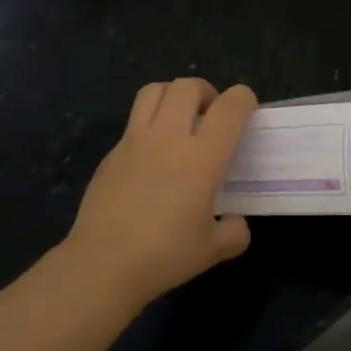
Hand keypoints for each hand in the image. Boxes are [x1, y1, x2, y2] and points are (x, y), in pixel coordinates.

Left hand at [63, 78, 257, 304]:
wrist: (103, 263)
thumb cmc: (164, 255)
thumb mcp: (213, 251)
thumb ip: (234, 232)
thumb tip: (235, 222)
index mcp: (201, 157)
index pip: (229, 108)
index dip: (244, 99)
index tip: (247, 110)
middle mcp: (168, 138)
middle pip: (187, 86)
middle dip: (206, 91)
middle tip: (211, 116)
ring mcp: (134, 141)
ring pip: (154, 91)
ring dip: (173, 95)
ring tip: (180, 120)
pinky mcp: (111, 153)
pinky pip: (134, 121)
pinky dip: (149, 123)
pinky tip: (153, 155)